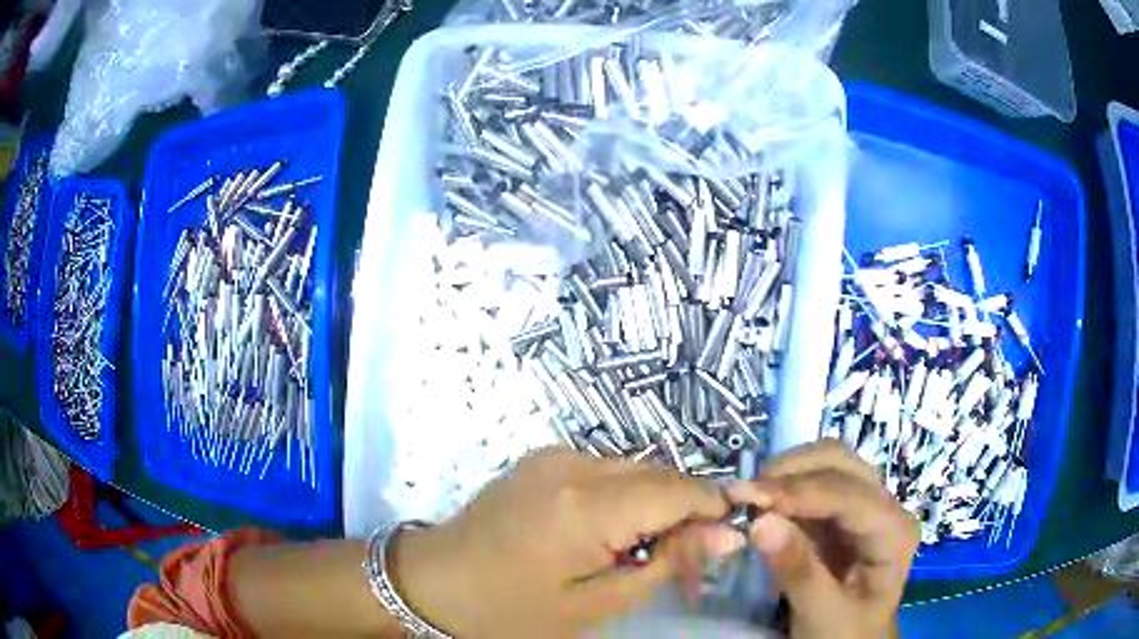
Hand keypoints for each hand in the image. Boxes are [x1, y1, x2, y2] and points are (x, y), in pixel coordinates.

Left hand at [389, 448, 731, 637]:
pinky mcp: (542, 458)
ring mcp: (555, 455)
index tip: (724, 542)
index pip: (679, 489)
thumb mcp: (595, 604)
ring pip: (636, 470)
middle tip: (684, 560)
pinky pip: (606, 470)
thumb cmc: (510, 609)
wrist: (432, 581)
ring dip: (654, 505)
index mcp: (586, 505)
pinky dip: (624, 497)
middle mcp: (574, 464)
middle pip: (660, 474)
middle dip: (684, 512)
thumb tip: (727, 533)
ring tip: (643, 550)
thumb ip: (665, 564)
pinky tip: (609, 532)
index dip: (712, 510)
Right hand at [729, 441, 919, 638]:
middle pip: (841, 463)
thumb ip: (798, 572)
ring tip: (749, 499)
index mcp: (893, 532)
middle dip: (791, 472)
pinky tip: (761, 504)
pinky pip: (812, 484)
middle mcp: (885, 507)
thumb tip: (759, 522)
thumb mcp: (823, 615)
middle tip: (744, 496)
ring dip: (785, 474)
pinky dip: (784, 488)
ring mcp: (864, 506)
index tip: (748, 498)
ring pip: (826, 463)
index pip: (849, 495)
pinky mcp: (840, 513)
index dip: (800, 492)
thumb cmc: (846, 635)